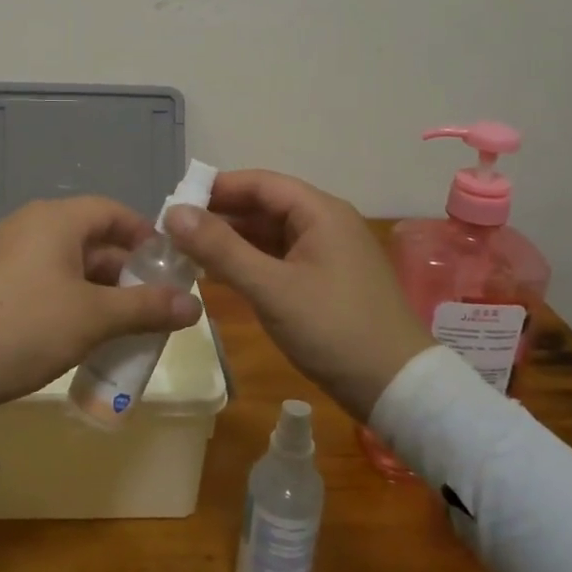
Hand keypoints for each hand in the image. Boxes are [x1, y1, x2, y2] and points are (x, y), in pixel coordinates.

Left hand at [0, 197, 201, 466]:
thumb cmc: (25, 328)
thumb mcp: (94, 318)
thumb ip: (146, 308)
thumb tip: (195, 306)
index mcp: (55, 219)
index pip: (112, 211)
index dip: (145, 235)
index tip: (169, 267)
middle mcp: (29, 224)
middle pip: (90, 237)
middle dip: (125, 270)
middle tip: (151, 304)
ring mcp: (5, 252)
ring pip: (66, 261)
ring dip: (98, 289)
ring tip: (121, 324)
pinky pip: (42, 278)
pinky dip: (69, 298)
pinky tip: (78, 333)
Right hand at [164, 170, 429, 419]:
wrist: (398, 388)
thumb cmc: (334, 329)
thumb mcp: (271, 288)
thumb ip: (220, 249)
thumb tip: (173, 212)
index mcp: (320, 212)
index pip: (259, 183)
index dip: (216, 188)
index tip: (174, 202)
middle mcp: (325, 223)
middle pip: (264, 206)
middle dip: (219, 215)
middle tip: (173, 231)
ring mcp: (327, 253)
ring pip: (270, 234)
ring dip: (231, 240)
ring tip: (187, 252)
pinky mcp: (325, 281)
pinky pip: (279, 258)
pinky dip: (249, 262)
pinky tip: (220, 275)